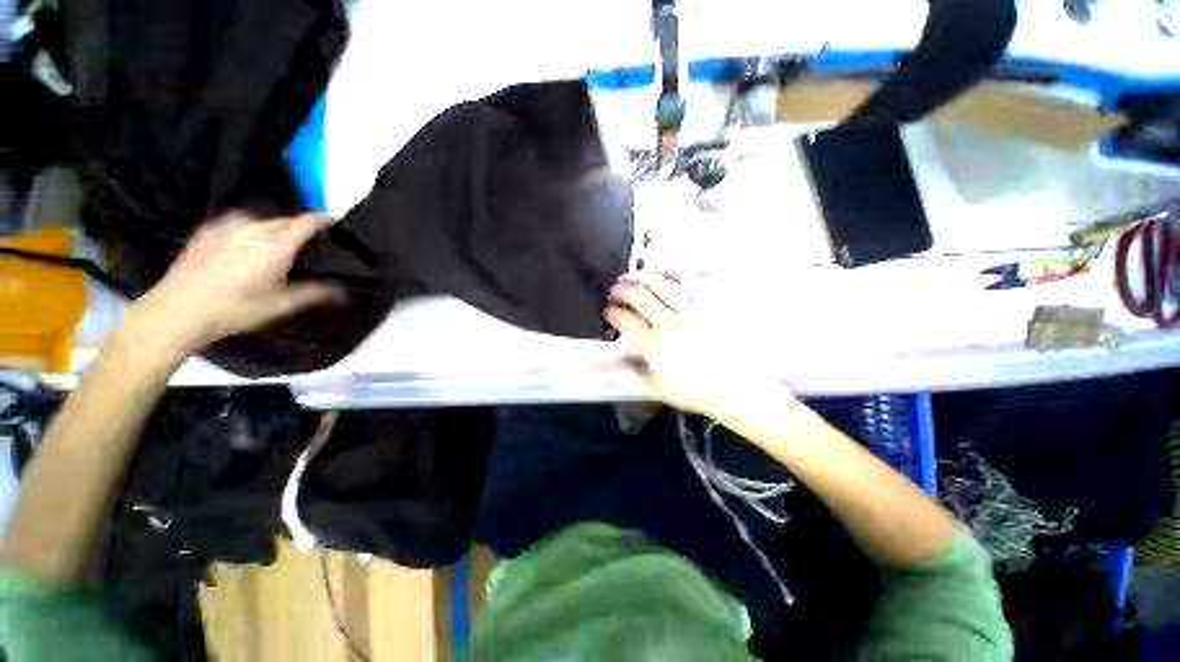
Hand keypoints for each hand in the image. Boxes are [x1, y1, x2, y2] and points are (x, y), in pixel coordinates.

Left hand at [127, 212, 343, 356]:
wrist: (177, 311)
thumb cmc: (234, 310)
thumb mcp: (281, 306)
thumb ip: (315, 294)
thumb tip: (342, 292)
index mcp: (276, 245)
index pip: (307, 223)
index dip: (324, 220)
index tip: (335, 221)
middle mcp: (253, 228)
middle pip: (285, 220)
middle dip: (300, 227)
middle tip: (308, 241)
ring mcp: (226, 226)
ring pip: (262, 220)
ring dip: (275, 228)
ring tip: (277, 244)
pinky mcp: (207, 230)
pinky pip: (238, 222)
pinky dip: (250, 229)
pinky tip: (247, 244)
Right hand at [604, 272, 784, 419]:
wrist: (737, 388)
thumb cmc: (695, 391)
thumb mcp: (655, 386)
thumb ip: (626, 371)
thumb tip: (600, 363)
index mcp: (656, 347)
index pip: (624, 320)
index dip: (611, 313)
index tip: (609, 313)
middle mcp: (671, 325)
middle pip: (637, 296)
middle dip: (620, 290)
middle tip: (615, 292)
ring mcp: (691, 312)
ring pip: (658, 284)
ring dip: (639, 277)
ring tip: (631, 278)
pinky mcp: (708, 305)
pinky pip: (689, 279)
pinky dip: (672, 270)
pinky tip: (662, 269)